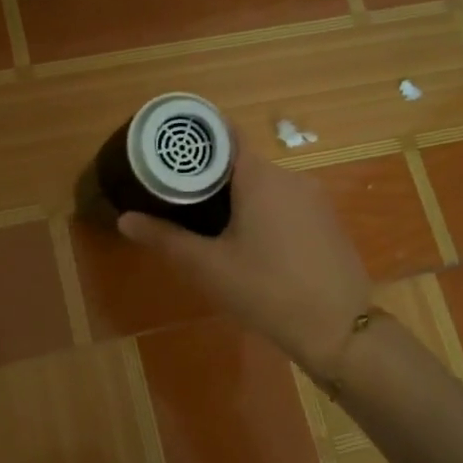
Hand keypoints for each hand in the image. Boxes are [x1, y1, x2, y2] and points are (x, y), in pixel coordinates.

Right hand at [118, 145, 370, 375]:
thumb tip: (124, 218)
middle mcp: (291, 176)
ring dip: (236, 197)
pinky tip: (249, 243)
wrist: (339, 329)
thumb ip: (165, 238)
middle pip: (241, 162)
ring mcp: (314, 198)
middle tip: (177, 198)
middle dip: (209, 176)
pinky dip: (262, 212)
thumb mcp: (208, 267)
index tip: (168, 153)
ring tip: (206, 223)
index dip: (195, 139)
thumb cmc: (266, 290)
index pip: (224, 134)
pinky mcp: (327, 221)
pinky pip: (285, 203)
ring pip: (264, 185)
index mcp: (260, 176)